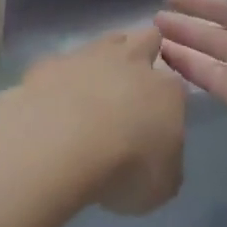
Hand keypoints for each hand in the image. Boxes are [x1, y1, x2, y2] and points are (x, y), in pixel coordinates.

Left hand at [0, 28, 186, 215]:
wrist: (61, 142)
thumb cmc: (124, 167)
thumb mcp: (161, 186)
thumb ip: (164, 165)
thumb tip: (157, 159)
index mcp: (167, 90)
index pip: (176, 84)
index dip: (169, 99)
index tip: (160, 117)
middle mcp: (132, 61)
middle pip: (147, 39)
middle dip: (145, 52)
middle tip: (134, 82)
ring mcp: (89, 56)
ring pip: (105, 42)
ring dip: (104, 60)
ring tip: (94, 89)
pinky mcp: (50, 63)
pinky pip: (61, 64)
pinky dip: (61, 79)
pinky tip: (53, 102)